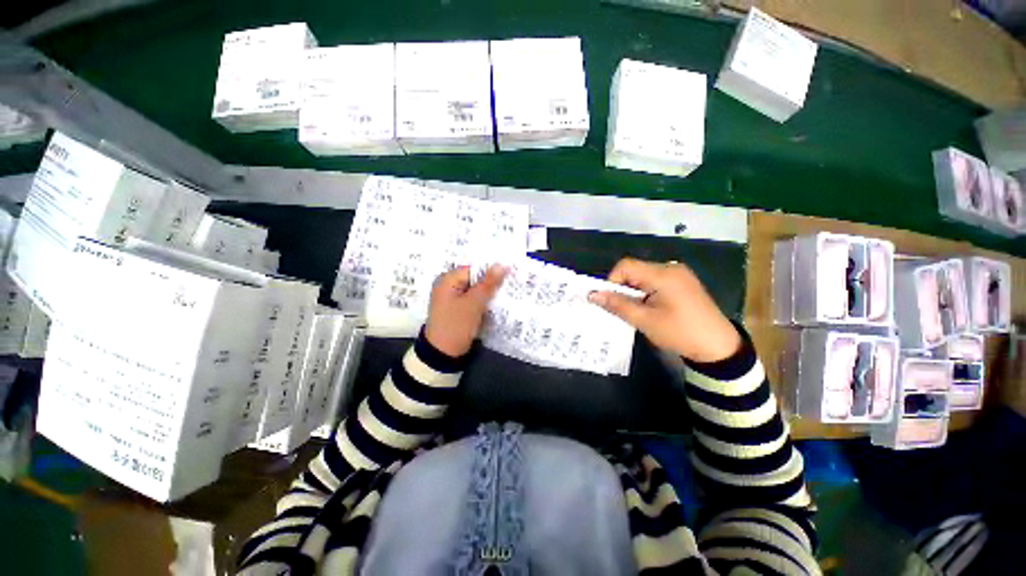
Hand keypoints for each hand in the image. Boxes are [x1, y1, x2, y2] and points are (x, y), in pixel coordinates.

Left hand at [424, 265, 506, 356]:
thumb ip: (489, 283)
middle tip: (509, 286)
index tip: (508, 277)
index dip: (491, 271)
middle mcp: (448, 286)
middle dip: (490, 283)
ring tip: (504, 296)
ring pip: (475, 290)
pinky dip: (482, 302)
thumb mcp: (474, 303)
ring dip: (488, 294)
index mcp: (448, 279)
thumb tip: (503, 264)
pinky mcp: (457, 309)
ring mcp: (452, 298)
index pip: (474, 268)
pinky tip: (493, 306)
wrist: (442, 354)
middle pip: (474, 279)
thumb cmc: (456, 325)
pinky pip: (472, 300)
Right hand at [588, 258, 740, 361]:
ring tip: (636, 311)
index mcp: (663, 274)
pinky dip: (645, 292)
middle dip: (623, 288)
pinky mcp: (683, 282)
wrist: (719, 348)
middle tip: (622, 309)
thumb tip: (593, 295)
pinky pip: (655, 281)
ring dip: (633, 291)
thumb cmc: (680, 333)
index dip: (612, 281)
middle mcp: (670, 268)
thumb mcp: (645, 320)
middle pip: (635, 270)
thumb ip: (617, 304)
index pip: (626, 266)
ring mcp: (679, 274)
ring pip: (643, 276)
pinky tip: (649, 308)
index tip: (610, 301)